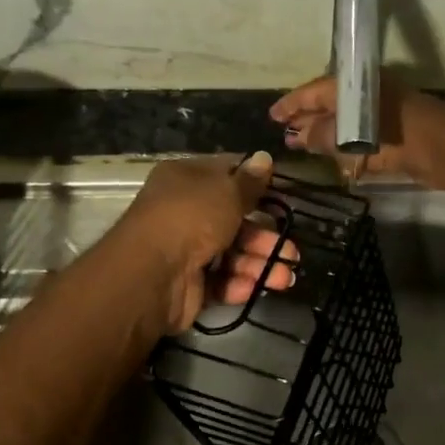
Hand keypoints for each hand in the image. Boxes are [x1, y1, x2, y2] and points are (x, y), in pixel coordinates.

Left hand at [113, 152, 297, 332]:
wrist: (152, 274)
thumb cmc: (191, 218)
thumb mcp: (227, 191)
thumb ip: (250, 181)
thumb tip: (264, 157)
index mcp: (186, 179)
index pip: (226, 174)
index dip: (255, 183)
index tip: (283, 194)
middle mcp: (184, 211)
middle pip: (234, 220)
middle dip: (265, 235)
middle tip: (292, 250)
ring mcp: (186, 249)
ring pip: (232, 253)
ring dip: (260, 263)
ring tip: (286, 276)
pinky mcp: (189, 283)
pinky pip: (221, 280)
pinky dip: (239, 283)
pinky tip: (258, 286)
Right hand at [270, 72, 425, 180]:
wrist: (440, 146)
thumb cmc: (391, 134)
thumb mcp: (349, 134)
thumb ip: (322, 135)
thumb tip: (299, 135)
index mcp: (351, 85)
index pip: (312, 91)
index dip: (291, 104)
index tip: (272, 115)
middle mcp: (363, 93)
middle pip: (327, 103)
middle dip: (306, 118)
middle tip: (285, 132)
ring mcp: (378, 111)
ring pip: (342, 119)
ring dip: (323, 131)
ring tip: (301, 144)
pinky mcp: (390, 130)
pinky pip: (358, 132)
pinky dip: (342, 141)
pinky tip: (331, 153)